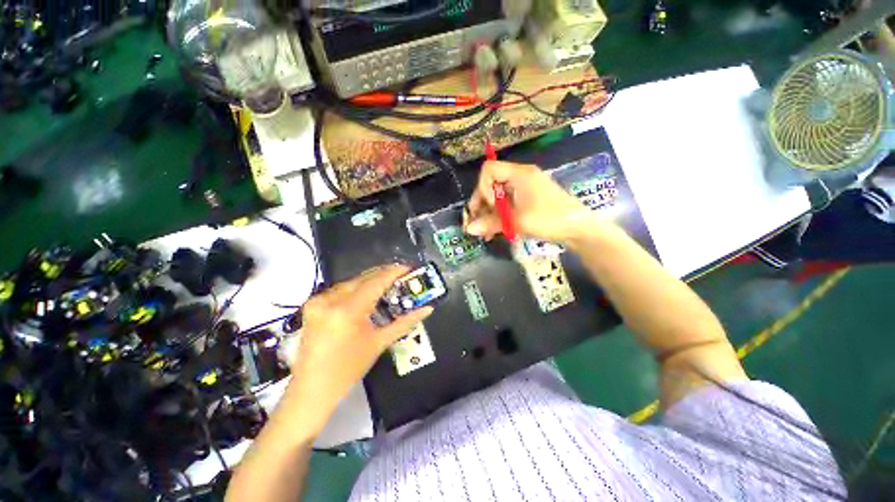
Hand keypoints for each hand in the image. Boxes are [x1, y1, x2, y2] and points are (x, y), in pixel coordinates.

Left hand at [287, 265, 432, 432]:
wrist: (313, 389)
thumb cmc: (349, 369)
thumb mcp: (379, 343)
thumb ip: (405, 322)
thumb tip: (427, 309)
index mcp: (347, 310)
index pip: (375, 282)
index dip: (394, 272)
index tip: (408, 267)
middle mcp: (329, 300)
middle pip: (362, 278)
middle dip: (383, 274)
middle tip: (402, 275)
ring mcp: (317, 301)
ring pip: (351, 282)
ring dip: (370, 280)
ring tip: (388, 283)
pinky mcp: (312, 305)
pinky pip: (340, 289)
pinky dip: (356, 288)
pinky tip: (367, 293)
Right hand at [464, 161, 595, 243]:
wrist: (580, 229)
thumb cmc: (549, 219)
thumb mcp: (518, 221)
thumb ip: (491, 223)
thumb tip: (468, 229)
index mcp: (519, 174)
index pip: (488, 170)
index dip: (483, 188)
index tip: (490, 207)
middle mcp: (521, 177)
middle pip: (491, 184)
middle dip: (482, 204)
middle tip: (478, 223)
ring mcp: (526, 188)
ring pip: (498, 196)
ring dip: (489, 213)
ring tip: (485, 232)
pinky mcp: (529, 199)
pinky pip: (508, 203)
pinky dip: (500, 215)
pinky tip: (495, 231)